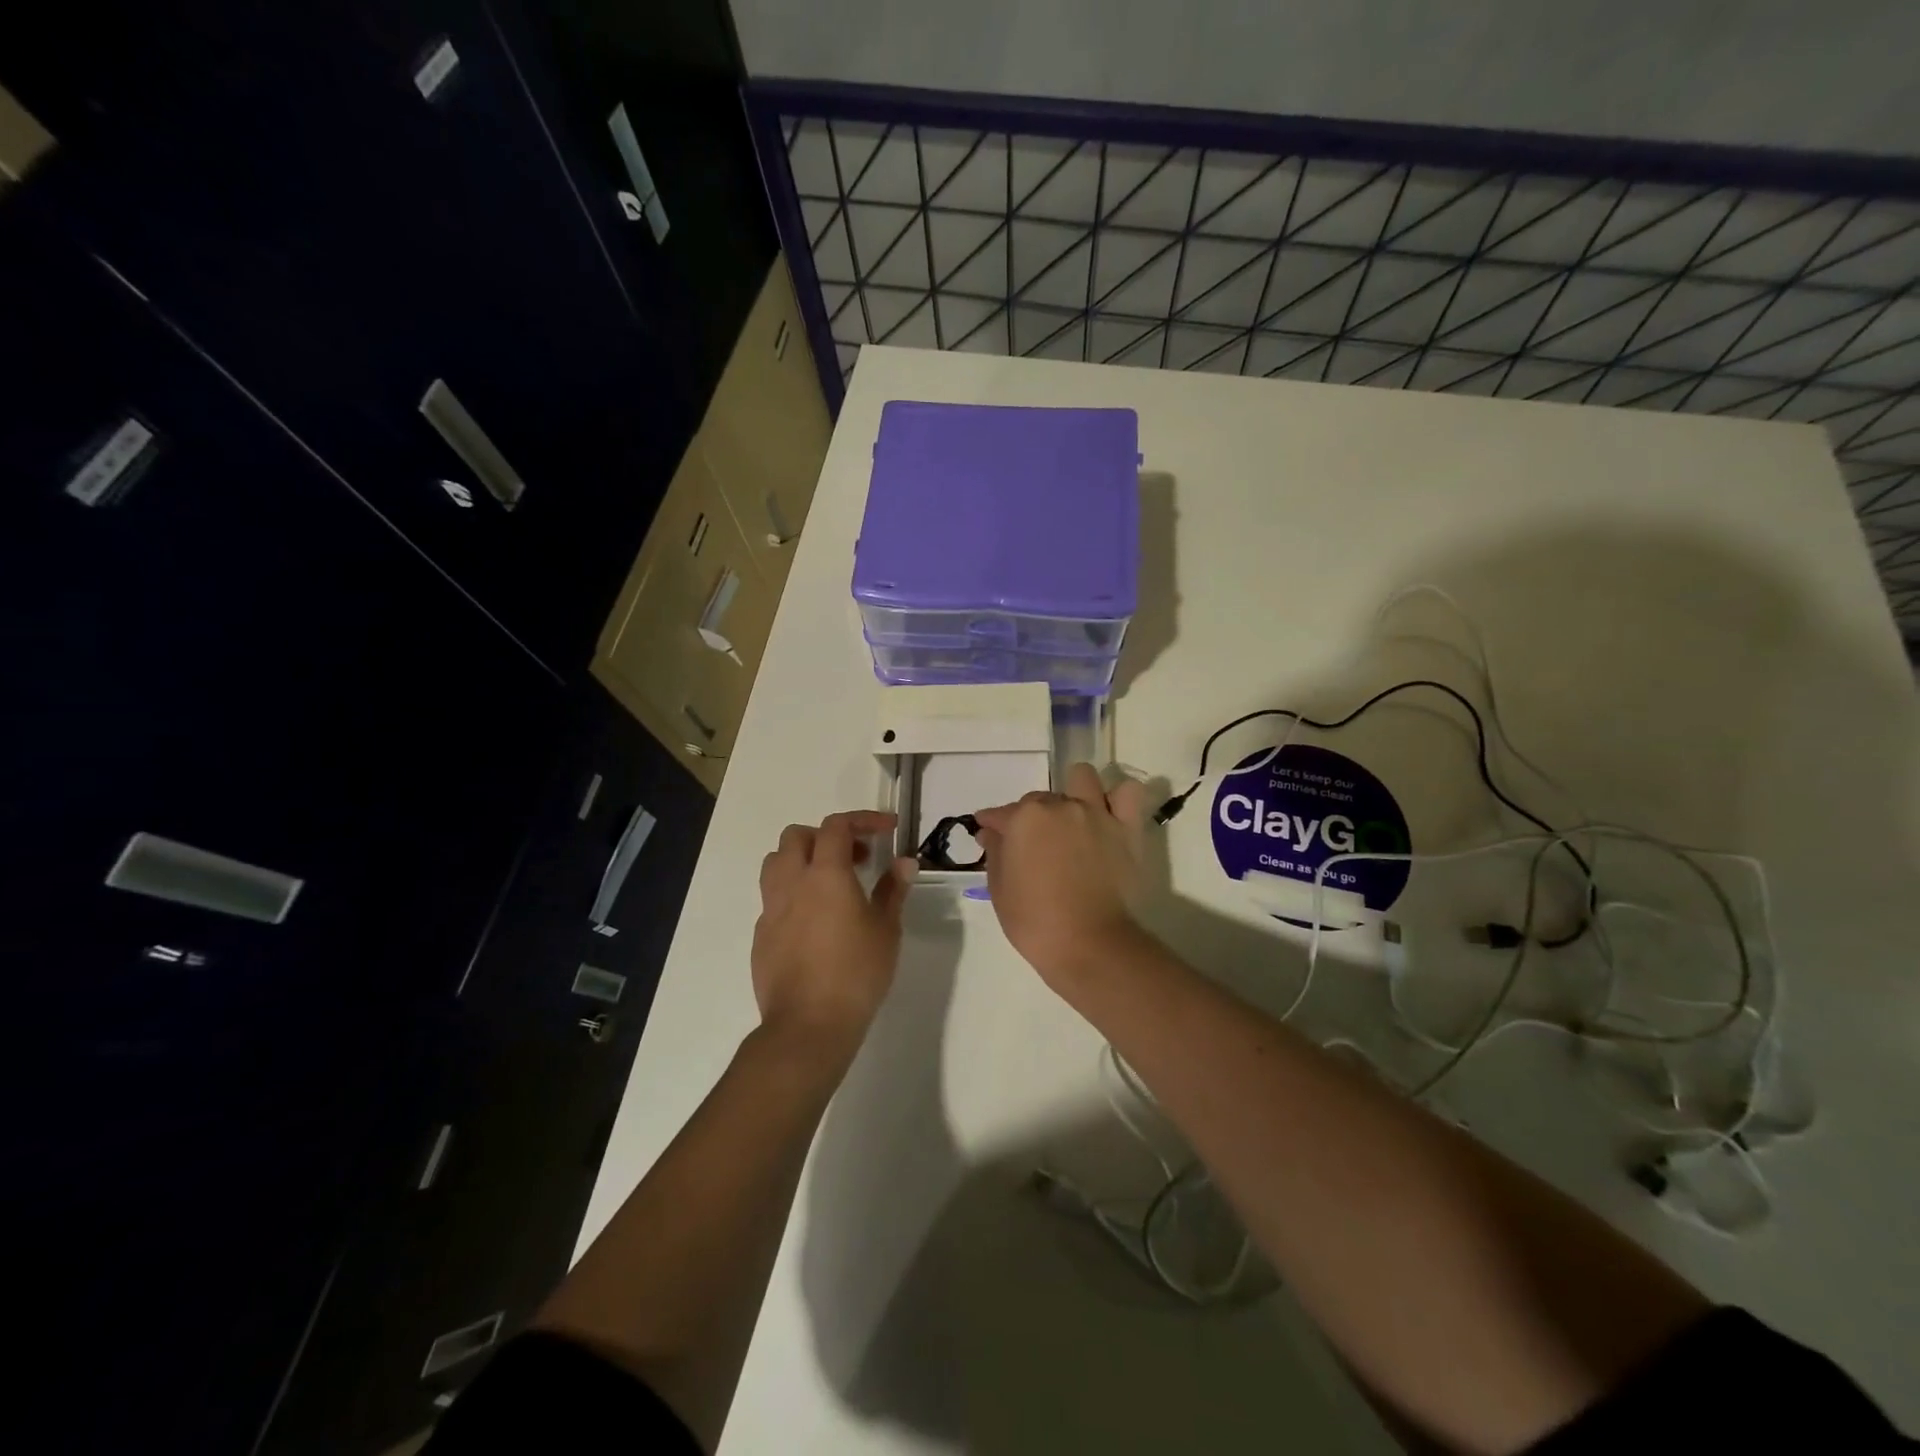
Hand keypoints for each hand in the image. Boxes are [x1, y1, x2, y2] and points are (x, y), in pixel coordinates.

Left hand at [752, 810, 916, 1053]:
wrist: (808, 1025)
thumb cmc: (856, 973)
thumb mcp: (886, 930)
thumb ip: (893, 890)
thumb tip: (904, 863)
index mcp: (825, 874)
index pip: (837, 825)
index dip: (863, 819)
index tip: (887, 830)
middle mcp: (792, 882)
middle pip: (797, 836)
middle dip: (827, 836)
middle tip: (855, 857)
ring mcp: (770, 909)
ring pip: (776, 862)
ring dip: (802, 859)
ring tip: (829, 882)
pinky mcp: (760, 935)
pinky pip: (772, 898)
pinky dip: (793, 894)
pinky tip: (814, 921)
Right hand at [973, 763, 1149, 989]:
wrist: (1088, 944)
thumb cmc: (1034, 921)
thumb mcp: (999, 889)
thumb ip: (995, 852)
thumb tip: (992, 831)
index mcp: (1025, 818)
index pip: (1001, 813)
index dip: (992, 824)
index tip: (989, 834)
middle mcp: (1060, 805)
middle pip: (1040, 799)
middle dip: (1031, 817)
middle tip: (1033, 846)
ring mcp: (1096, 813)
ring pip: (1083, 779)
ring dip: (1073, 791)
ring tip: (1072, 818)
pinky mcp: (1126, 828)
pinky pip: (1128, 794)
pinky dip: (1118, 798)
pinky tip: (1108, 813)